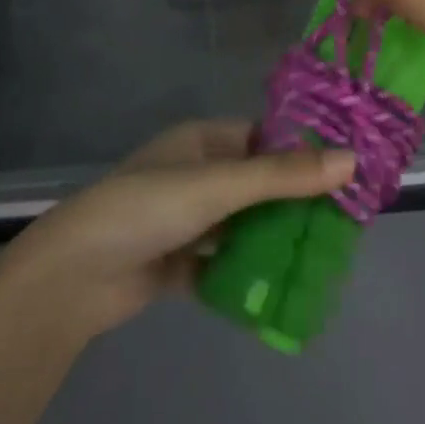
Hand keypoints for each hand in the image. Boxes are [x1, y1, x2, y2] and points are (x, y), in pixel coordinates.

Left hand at [4, 120, 354, 337]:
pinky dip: (249, 272)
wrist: (73, 277)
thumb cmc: (147, 209)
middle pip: (258, 182)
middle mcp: (196, 174)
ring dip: (274, 237)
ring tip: (326, 253)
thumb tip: (351, 160)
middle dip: (295, 200)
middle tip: (346, 219)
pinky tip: (285, 287)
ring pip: (243, 224)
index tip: (347, 169)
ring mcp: (187, 220)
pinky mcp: (179, 262)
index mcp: (202, 141)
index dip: (304, 149)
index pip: (265, 136)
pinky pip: (225, 261)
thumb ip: (284, 176)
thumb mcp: (219, 185)